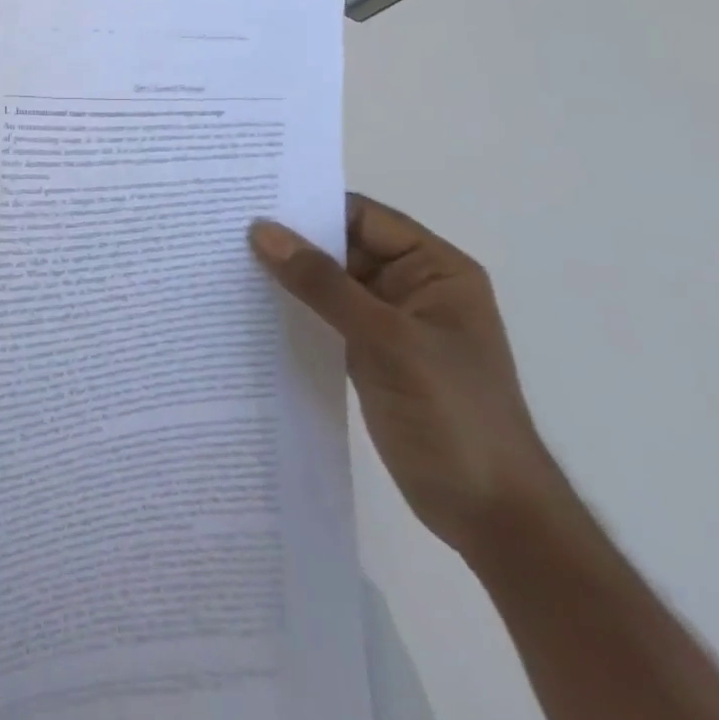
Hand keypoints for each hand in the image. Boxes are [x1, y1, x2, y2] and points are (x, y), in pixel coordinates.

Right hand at [250, 197, 559, 555]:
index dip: (310, 206)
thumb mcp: (386, 340)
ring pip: (329, 282)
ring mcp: (391, 322)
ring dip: (288, 276)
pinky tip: (252, 305)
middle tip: (225, 228)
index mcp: (435, 268)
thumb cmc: (454, 414)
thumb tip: (261, 230)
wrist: (493, 518)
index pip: (362, 217)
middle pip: (341, 245)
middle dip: (291, 241)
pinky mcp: (371, 353)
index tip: (250, 201)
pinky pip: (325, 315)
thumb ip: (322, 284)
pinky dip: (294, 308)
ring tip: (227, 261)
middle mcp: (412, 285)